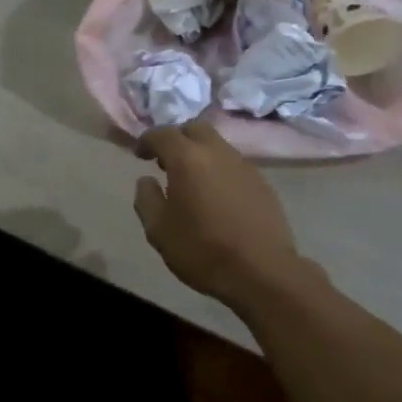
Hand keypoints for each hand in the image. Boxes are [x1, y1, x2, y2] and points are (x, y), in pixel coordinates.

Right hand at [133, 120, 308, 308]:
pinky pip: (233, 165)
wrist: (261, 272)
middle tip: (165, 161)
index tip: (139, 155)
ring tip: (190, 181)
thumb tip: (147, 180)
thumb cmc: (202, 250)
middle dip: (177, 139)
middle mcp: (218, 153)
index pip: (162, 134)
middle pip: (195, 129)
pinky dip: (218, 170)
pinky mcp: (262, 183)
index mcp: (188, 159)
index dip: (147, 140)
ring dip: (200, 154)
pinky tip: (215, 196)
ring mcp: (244, 166)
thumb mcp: (158, 230)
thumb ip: (147, 199)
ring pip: (217, 145)